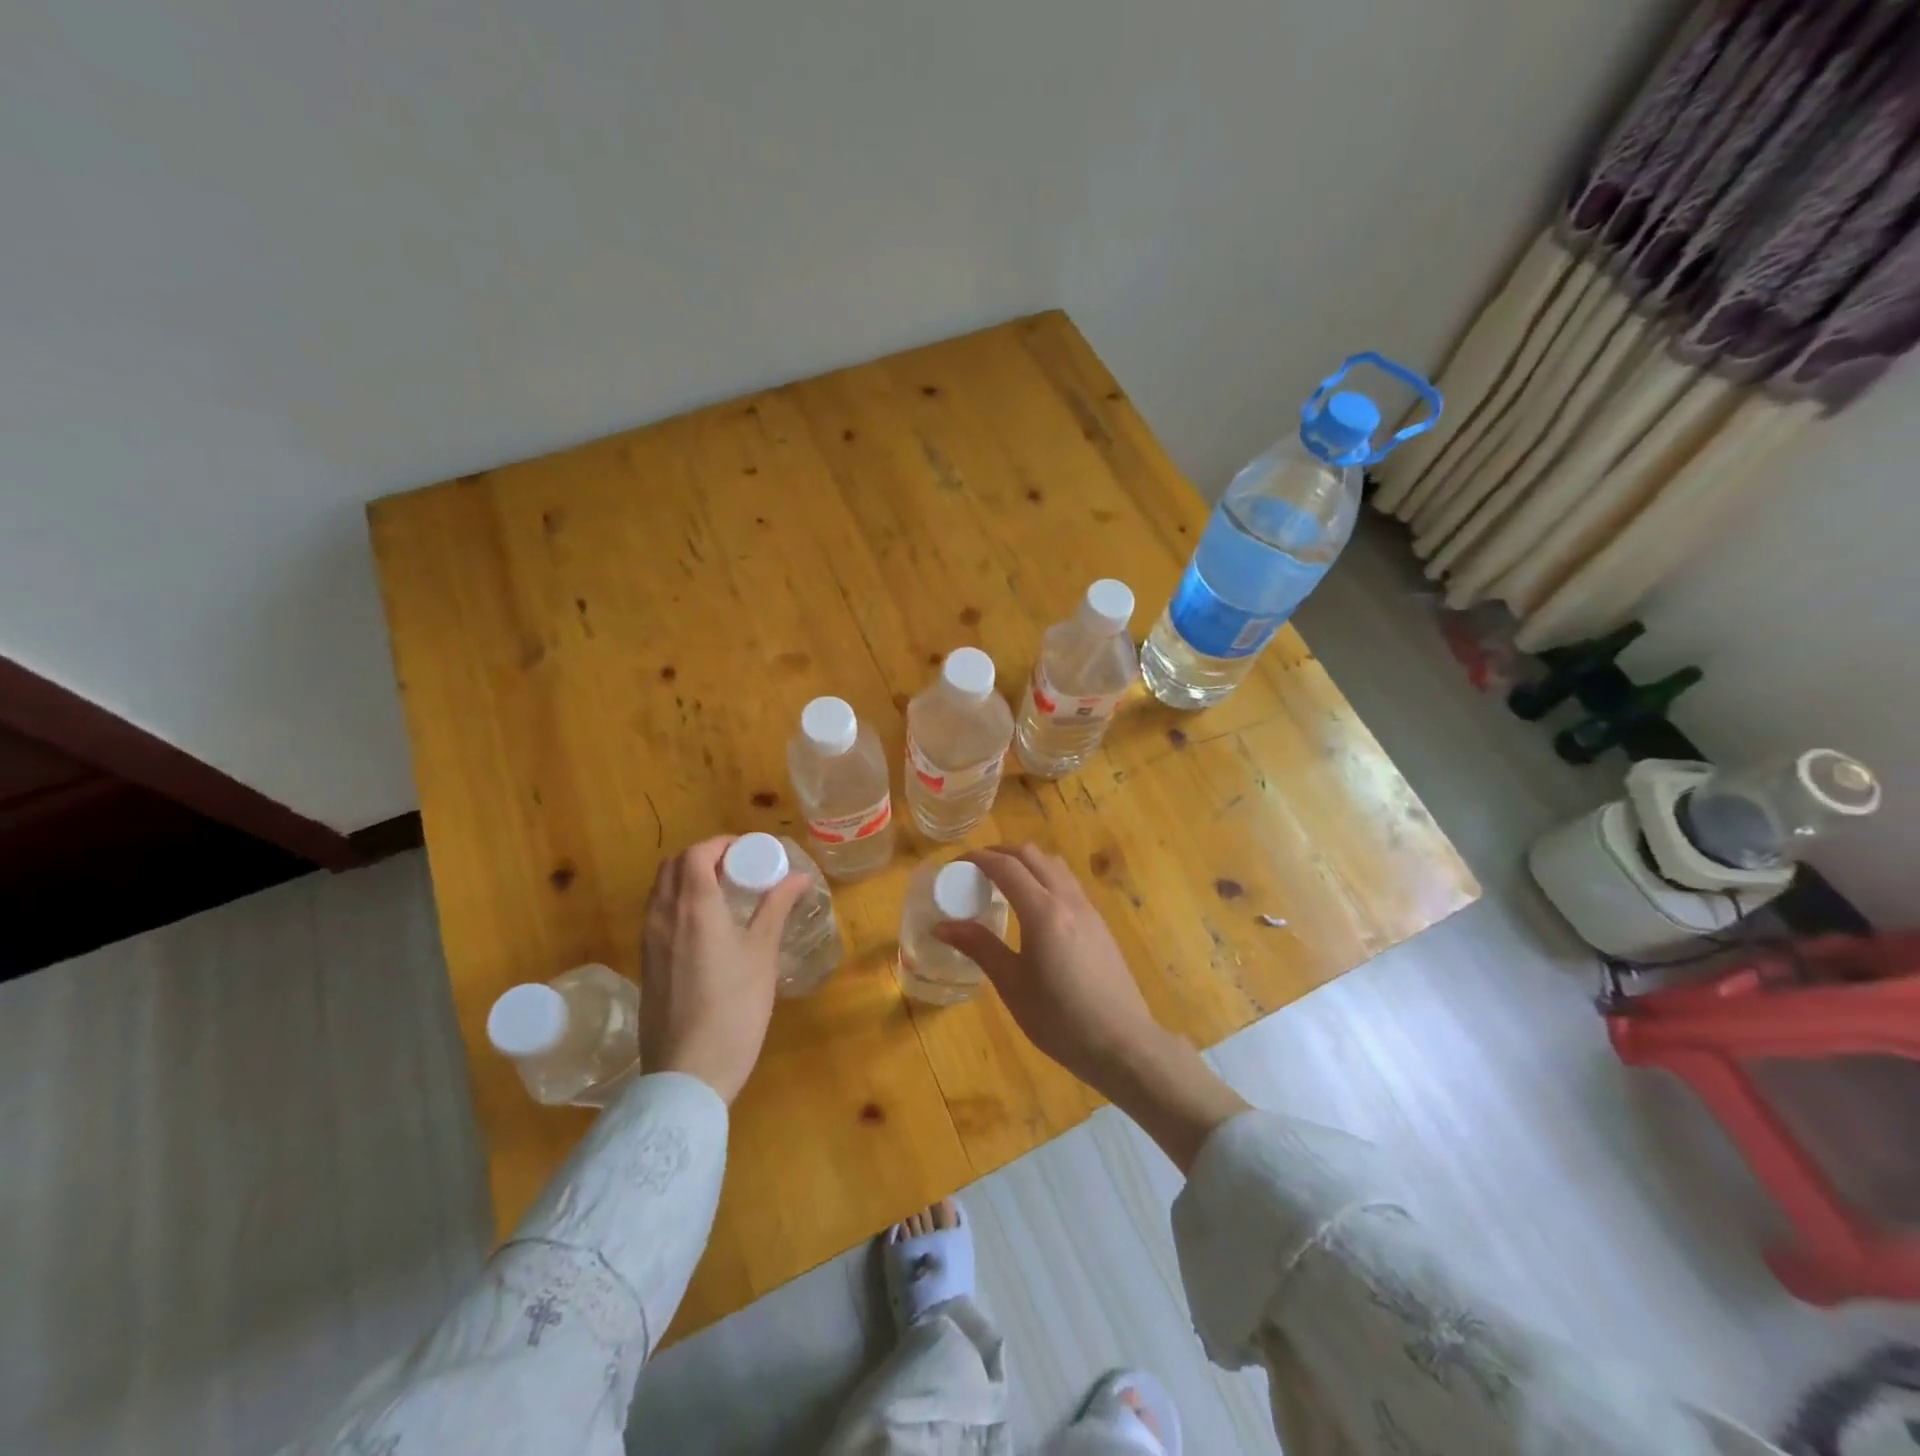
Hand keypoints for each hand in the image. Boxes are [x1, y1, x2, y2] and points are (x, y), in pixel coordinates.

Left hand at [639, 836, 807, 1103]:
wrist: (688, 1072)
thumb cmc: (734, 1008)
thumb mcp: (763, 954)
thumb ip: (777, 908)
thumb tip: (798, 876)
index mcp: (694, 907)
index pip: (697, 853)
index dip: (722, 844)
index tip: (750, 852)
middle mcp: (663, 916)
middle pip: (674, 866)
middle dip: (705, 856)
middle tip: (739, 868)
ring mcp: (649, 941)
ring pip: (662, 890)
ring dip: (689, 878)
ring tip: (725, 893)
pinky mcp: (646, 964)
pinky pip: (658, 914)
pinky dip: (679, 902)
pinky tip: (707, 926)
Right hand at [935, 843, 1249, 1171]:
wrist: (1122, 1043)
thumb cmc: (1060, 1019)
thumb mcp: (1012, 985)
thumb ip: (979, 947)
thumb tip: (942, 926)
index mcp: (1043, 912)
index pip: (1006, 866)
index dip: (979, 857)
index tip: (956, 863)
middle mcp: (1067, 899)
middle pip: (1032, 855)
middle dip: (1001, 852)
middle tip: (976, 869)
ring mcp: (1088, 909)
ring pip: (1054, 865)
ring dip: (1026, 862)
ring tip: (1003, 882)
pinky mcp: (1099, 923)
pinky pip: (1068, 883)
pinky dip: (1044, 877)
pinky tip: (1033, 906)